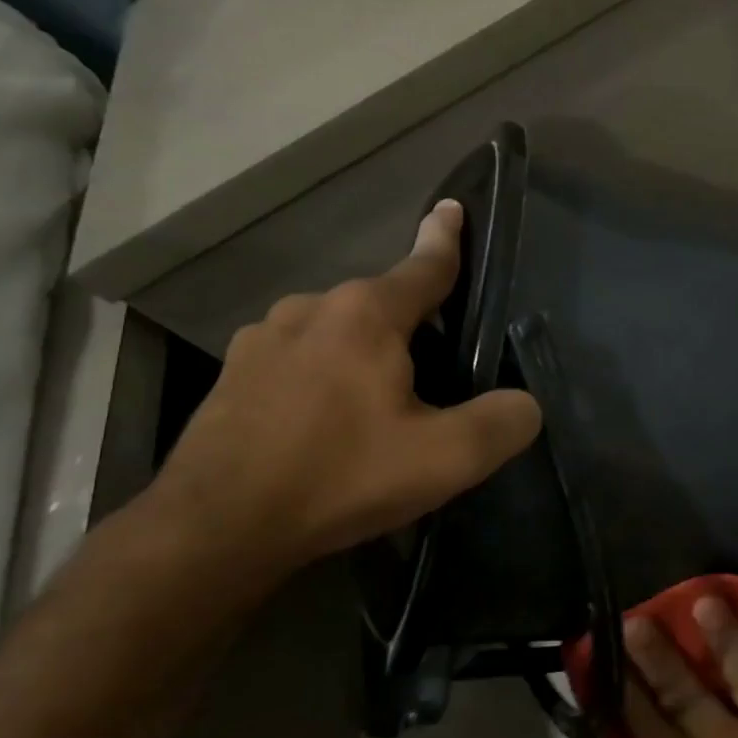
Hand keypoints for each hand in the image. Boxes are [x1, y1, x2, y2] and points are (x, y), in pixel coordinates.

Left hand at [153, 200, 540, 582]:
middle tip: (435, 377)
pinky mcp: (234, 373)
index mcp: (366, 315)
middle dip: (413, 326)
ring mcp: (263, 338)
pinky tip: (324, 420)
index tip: (451, 207)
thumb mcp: (443, 460)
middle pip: (383, 304)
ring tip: (377, 407)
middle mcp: (312, 308)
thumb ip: (501, 423)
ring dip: (365, 352)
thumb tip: (524, 405)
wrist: (213, 530)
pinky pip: (300, 356)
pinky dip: (324, 373)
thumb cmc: (337, 478)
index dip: (446, 239)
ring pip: (338, 331)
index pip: (424, 265)